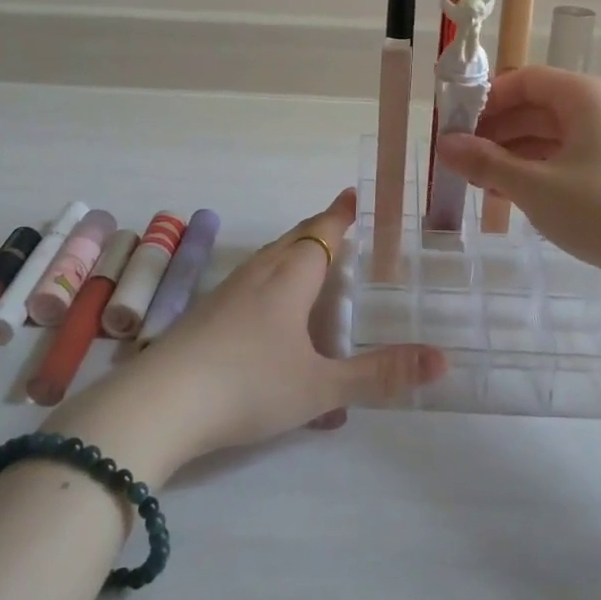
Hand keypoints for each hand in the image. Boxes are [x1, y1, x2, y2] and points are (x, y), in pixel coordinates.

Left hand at [43, 190, 445, 478]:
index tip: (353, 194)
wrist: (158, 405)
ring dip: (292, 254)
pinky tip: (269, 312)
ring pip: (267, 261)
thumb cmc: (247, 385)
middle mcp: (257, 275)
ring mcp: (225, 294)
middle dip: (319, 230)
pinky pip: (249, 284)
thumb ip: (379, 375)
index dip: (340, 215)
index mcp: (288, 278)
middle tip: (341, 225)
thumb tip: (443, 360)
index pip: (321, 233)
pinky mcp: (204, 316)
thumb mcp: (320, 387)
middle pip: (293, 240)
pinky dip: (270, 281)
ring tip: (311, 262)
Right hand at [435, 66, 600, 285]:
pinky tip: (504, 196)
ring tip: (475, 181)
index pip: (524, 80)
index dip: (486, 99)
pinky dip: (533, 171)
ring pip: (546, 136)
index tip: (453, 124)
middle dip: (493, 131)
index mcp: (584, 96)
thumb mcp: (533, 186)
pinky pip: (562, 159)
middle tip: (458, 157)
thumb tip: (442, 145)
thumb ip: (484, 163)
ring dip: (509, 155)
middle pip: (534, 107)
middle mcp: (598, 109)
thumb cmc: (599, 210)